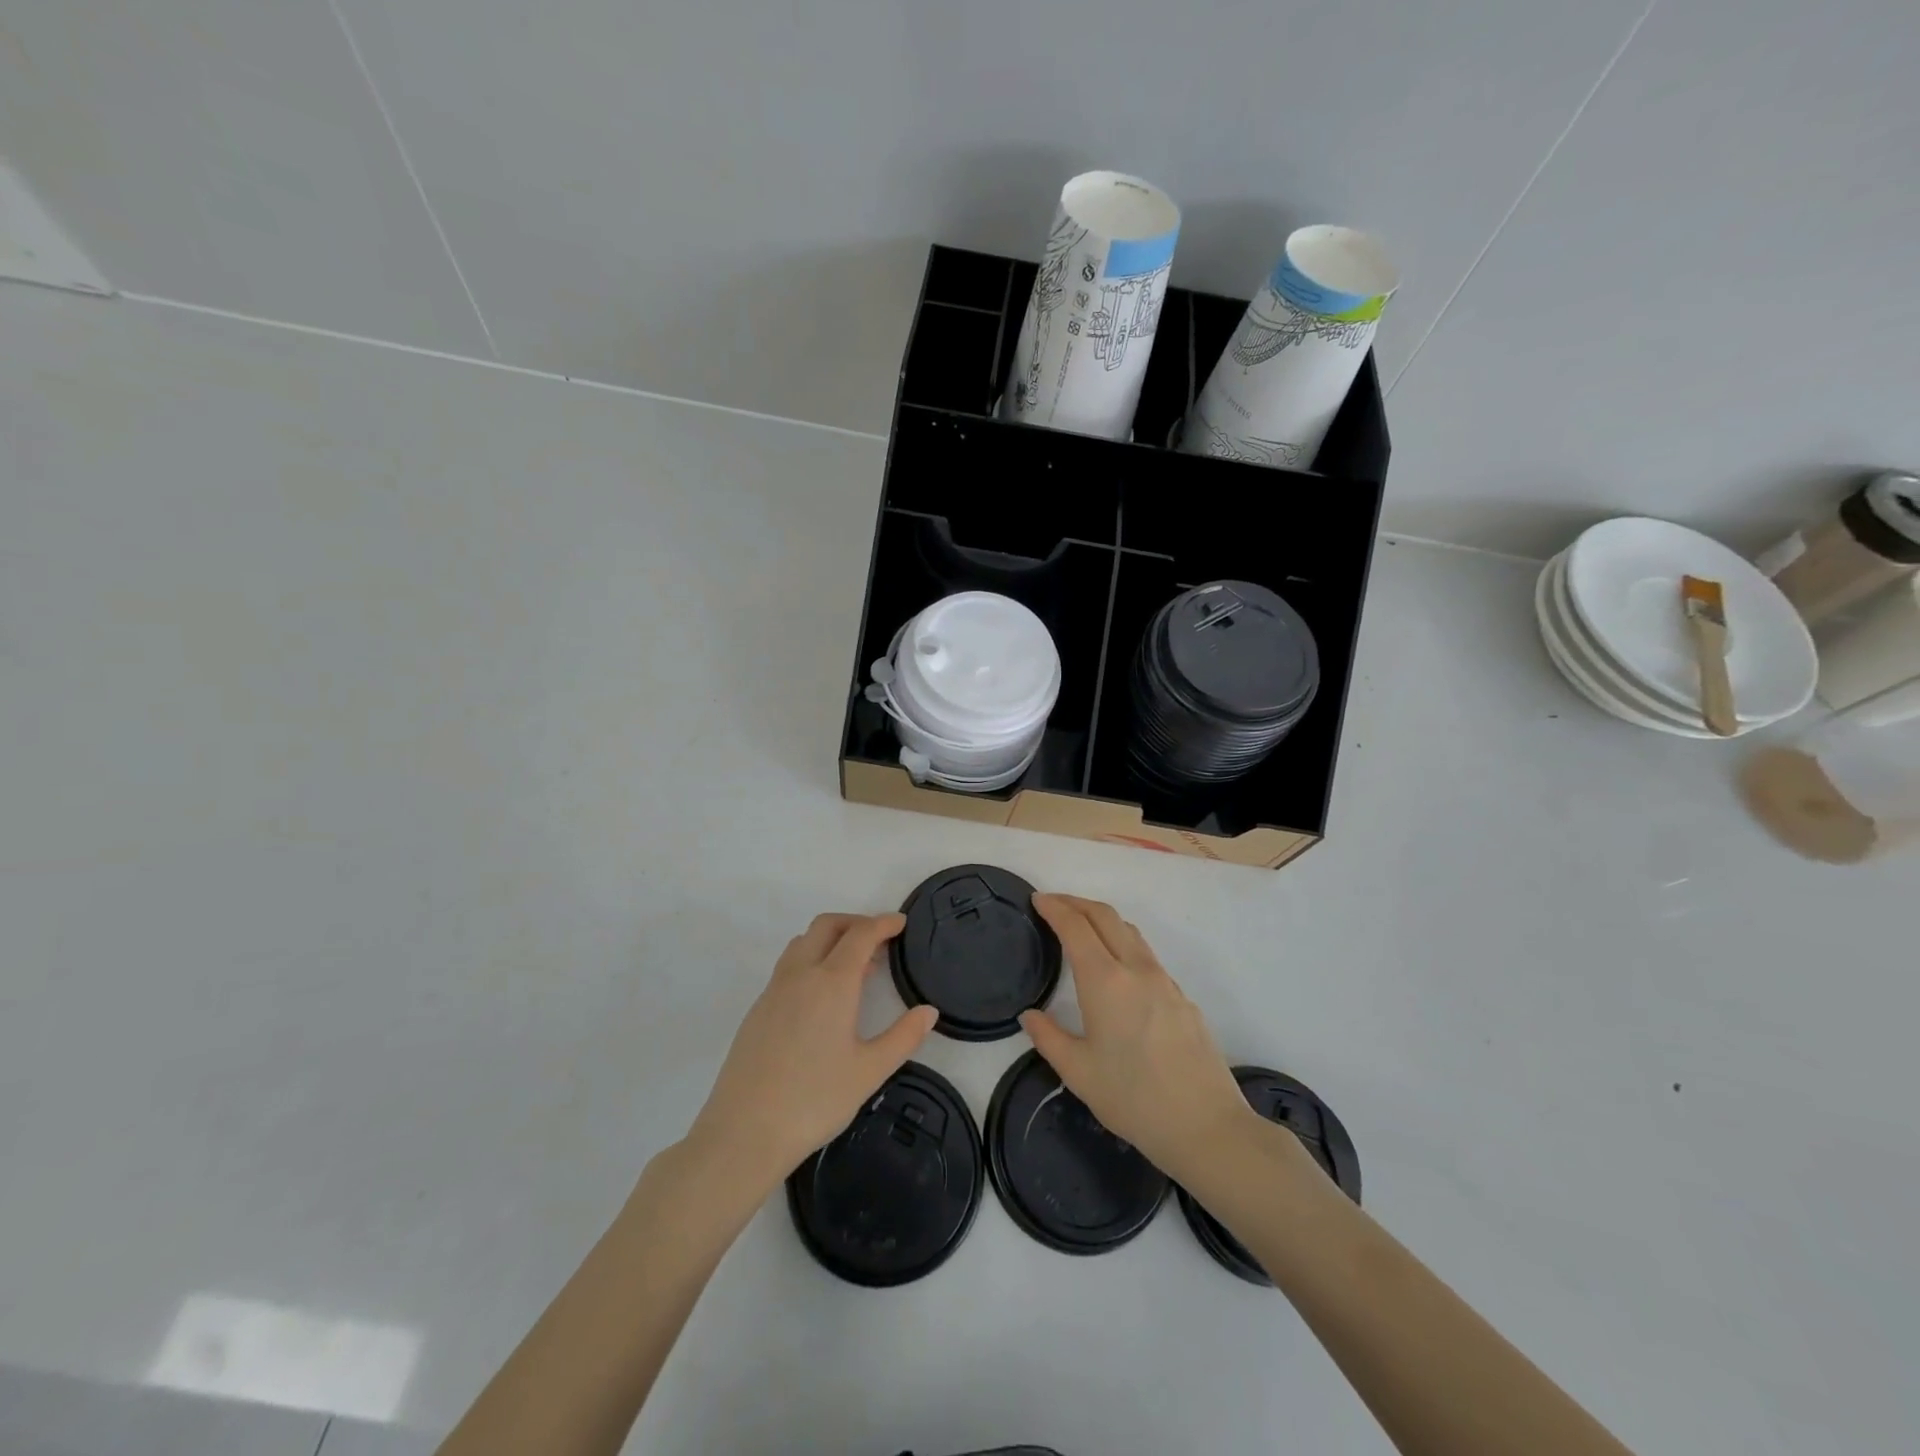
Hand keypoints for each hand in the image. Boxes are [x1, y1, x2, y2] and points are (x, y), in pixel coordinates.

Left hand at [688, 913, 937, 1189]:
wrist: (743, 1132)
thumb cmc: (814, 1100)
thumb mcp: (869, 1071)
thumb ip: (903, 1037)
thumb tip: (929, 1011)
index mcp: (832, 983)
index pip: (861, 935)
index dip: (883, 923)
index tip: (901, 923)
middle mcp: (800, 975)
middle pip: (827, 926)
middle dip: (855, 922)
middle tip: (880, 940)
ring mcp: (774, 990)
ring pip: (803, 942)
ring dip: (830, 939)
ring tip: (853, 967)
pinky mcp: (758, 1009)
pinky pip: (788, 966)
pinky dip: (811, 960)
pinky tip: (822, 997)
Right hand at [1021, 894, 1252, 1182]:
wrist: (1206, 1126)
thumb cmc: (1134, 1099)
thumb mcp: (1078, 1073)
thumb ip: (1048, 1038)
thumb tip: (1029, 1016)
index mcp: (1106, 981)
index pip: (1076, 927)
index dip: (1055, 908)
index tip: (1038, 900)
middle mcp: (1136, 969)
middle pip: (1105, 916)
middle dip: (1077, 903)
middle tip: (1054, 904)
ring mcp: (1165, 981)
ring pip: (1130, 932)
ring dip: (1102, 919)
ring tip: (1082, 928)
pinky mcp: (1182, 997)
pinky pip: (1147, 955)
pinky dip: (1123, 943)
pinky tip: (1116, 970)